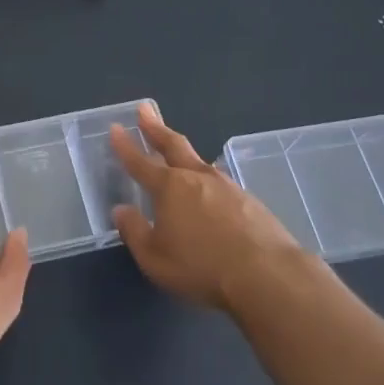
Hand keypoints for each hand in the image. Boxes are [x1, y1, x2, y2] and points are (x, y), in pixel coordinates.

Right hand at [110, 102, 307, 311]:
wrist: (267, 275)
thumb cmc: (202, 267)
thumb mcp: (155, 258)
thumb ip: (134, 232)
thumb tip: (121, 210)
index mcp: (169, 187)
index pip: (140, 162)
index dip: (125, 146)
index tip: (115, 127)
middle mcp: (196, 177)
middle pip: (172, 145)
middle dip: (155, 128)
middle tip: (144, 110)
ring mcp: (226, 186)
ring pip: (199, 161)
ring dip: (184, 152)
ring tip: (178, 148)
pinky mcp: (250, 200)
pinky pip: (220, 181)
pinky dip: (207, 177)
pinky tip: (210, 186)